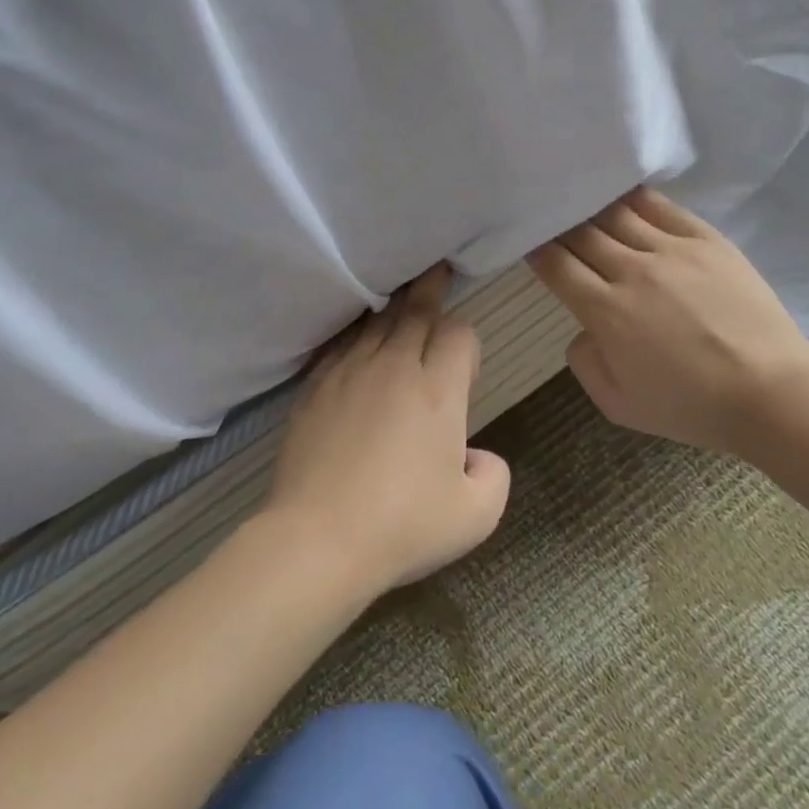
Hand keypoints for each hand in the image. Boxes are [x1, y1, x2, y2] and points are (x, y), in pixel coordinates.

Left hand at [266, 265, 511, 597]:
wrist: (318, 539)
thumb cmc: (403, 526)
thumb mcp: (476, 515)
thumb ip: (494, 474)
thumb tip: (475, 455)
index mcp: (438, 391)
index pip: (459, 335)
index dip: (467, 341)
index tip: (464, 364)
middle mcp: (394, 368)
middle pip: (416, 312)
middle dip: (431, 290)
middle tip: (436, 269)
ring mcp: (348, 374)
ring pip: (375, 323)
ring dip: (392, 307)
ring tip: (399, 292)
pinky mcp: (314, 389)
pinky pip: (340, 345)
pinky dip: (354, 334)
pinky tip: (356, 338)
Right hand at [527, 187, 808, 456]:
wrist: (769, 393)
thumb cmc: (690, 407)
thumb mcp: (617, 406)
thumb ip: (584, 363)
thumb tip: (583, 328)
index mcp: (605, 311)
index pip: (557, 265)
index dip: (537, 250)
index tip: (528, 242)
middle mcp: (632, 271)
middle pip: (581, 233)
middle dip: (559, 224)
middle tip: (549, 217)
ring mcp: (672, 250)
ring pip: (616, 213)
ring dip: (591, 207)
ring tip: (580, 200)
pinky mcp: (706, 240)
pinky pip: (660, 207)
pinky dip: (633, 198)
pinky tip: (621, 194)